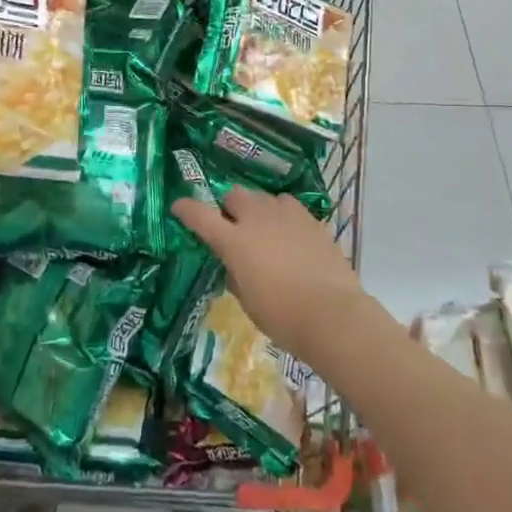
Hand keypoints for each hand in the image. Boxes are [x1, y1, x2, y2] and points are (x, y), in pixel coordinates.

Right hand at [170, 186, 369, 360]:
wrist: (332, 314)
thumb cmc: (282, 316)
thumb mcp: (247, 301)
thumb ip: (235, 274)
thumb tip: (234, 263)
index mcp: (234, 241)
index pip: (200, 215)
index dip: (187, 209)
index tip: (179, 207)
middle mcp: (258, 219)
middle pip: (234, 195)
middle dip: (228, 207)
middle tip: (232, 227)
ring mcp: (287, 215)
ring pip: (263, 198)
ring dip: (257, 209)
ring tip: (264, 230)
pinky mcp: (311, 219)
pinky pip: (288, 207)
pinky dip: (282, 216)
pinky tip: (289, 235)